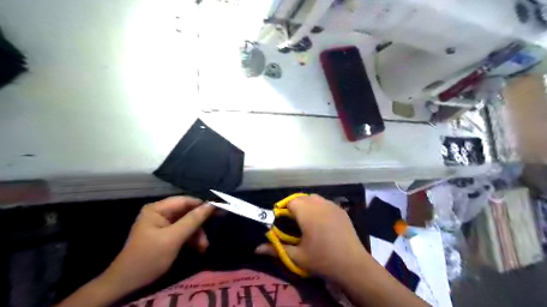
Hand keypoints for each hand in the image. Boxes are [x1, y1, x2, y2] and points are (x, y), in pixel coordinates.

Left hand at [100, 196, 214, 294]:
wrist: (127, 284)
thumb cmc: (149, 258)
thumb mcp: (173, 238)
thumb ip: (193, 220)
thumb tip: (211, 204)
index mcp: (158, 209)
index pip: (185, 200)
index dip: (203, 204)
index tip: (220, 208)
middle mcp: (160, 213)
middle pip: (187, 212)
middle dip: (200, 224)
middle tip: (215, 228)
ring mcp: (163, 224)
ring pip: (187, 223)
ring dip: (197, 234)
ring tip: (204, 247)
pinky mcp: (166, 235)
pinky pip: (183, 232)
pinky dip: (192, 239)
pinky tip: (199, 248)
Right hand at [255, 195, 366, 280]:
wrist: (352, 264)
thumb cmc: (322, 259)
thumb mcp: (297, 256)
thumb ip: (276, 249)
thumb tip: (256, 249)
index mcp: (307, 211)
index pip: (290, 202)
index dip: (284, 210)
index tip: (283, 223)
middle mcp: (319, 203)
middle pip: (302, 198)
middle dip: (295, 207)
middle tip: (293, 223)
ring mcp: (332, 205)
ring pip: (314, 198)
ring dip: (307, 205)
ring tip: (307, 221)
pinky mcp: (341, 210)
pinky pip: (325, 203)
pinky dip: (319, 207)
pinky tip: (321, 222)